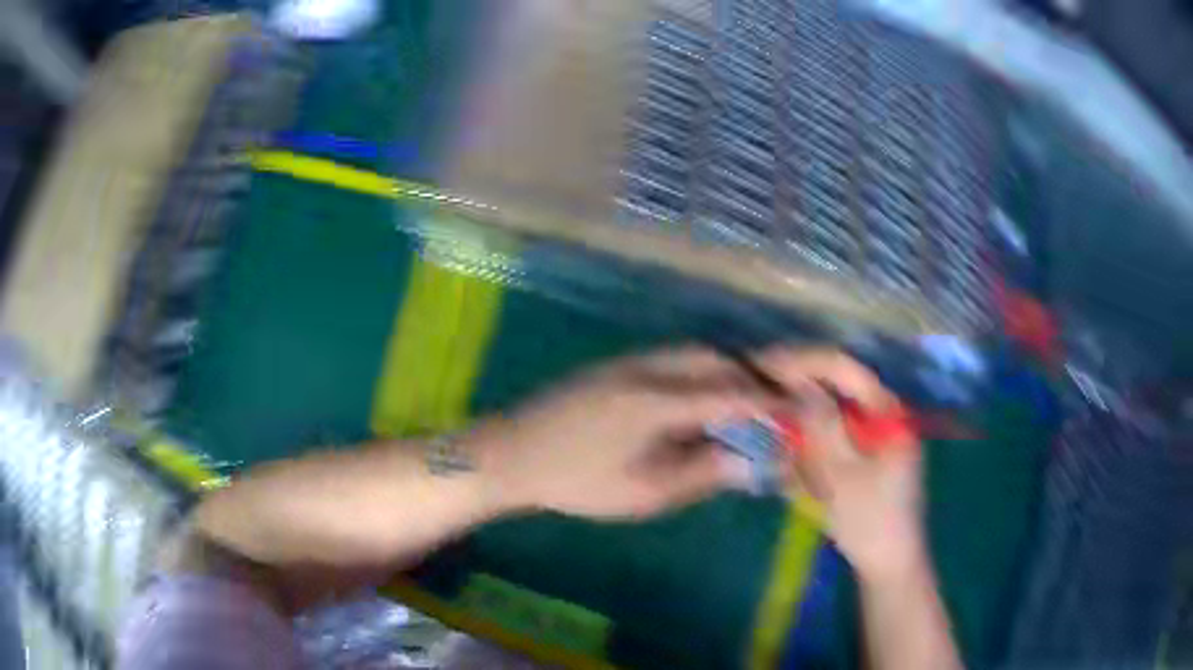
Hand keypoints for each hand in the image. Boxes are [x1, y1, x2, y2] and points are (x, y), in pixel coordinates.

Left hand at [470, 348, 765, 519]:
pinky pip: (670, 357)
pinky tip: (697, 396)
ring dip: (724, 369)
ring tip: (740, 399)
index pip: (730, 393)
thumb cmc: (578, 481)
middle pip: (714, 359)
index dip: (767, 401)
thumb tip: (750, 460)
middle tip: (770, 402)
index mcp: (659, 400)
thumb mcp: (645, 491)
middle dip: (750, 376)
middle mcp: (649, 368)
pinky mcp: (613, 365)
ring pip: (692, 353)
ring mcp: (628, 361)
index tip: (796, 409)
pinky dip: (698, 370)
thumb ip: (702, 472)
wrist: (513, 453)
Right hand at [754, 349, 926, 579]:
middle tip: (757, 391)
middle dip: (797, 387)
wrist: (887, 564)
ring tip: (767, 418)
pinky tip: (787, 447)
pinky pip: (831, 434)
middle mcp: (882, 413)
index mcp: (887, 411)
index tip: (762, 367)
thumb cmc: (870, 521)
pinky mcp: (863, 454)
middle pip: (835, 386)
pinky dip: (809, 438)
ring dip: (800, 413)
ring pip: (829, 410)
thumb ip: (821, 425)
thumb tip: (796, 382)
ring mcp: (873, 434)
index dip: (801, 362)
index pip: (842, 368)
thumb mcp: (841, 474)